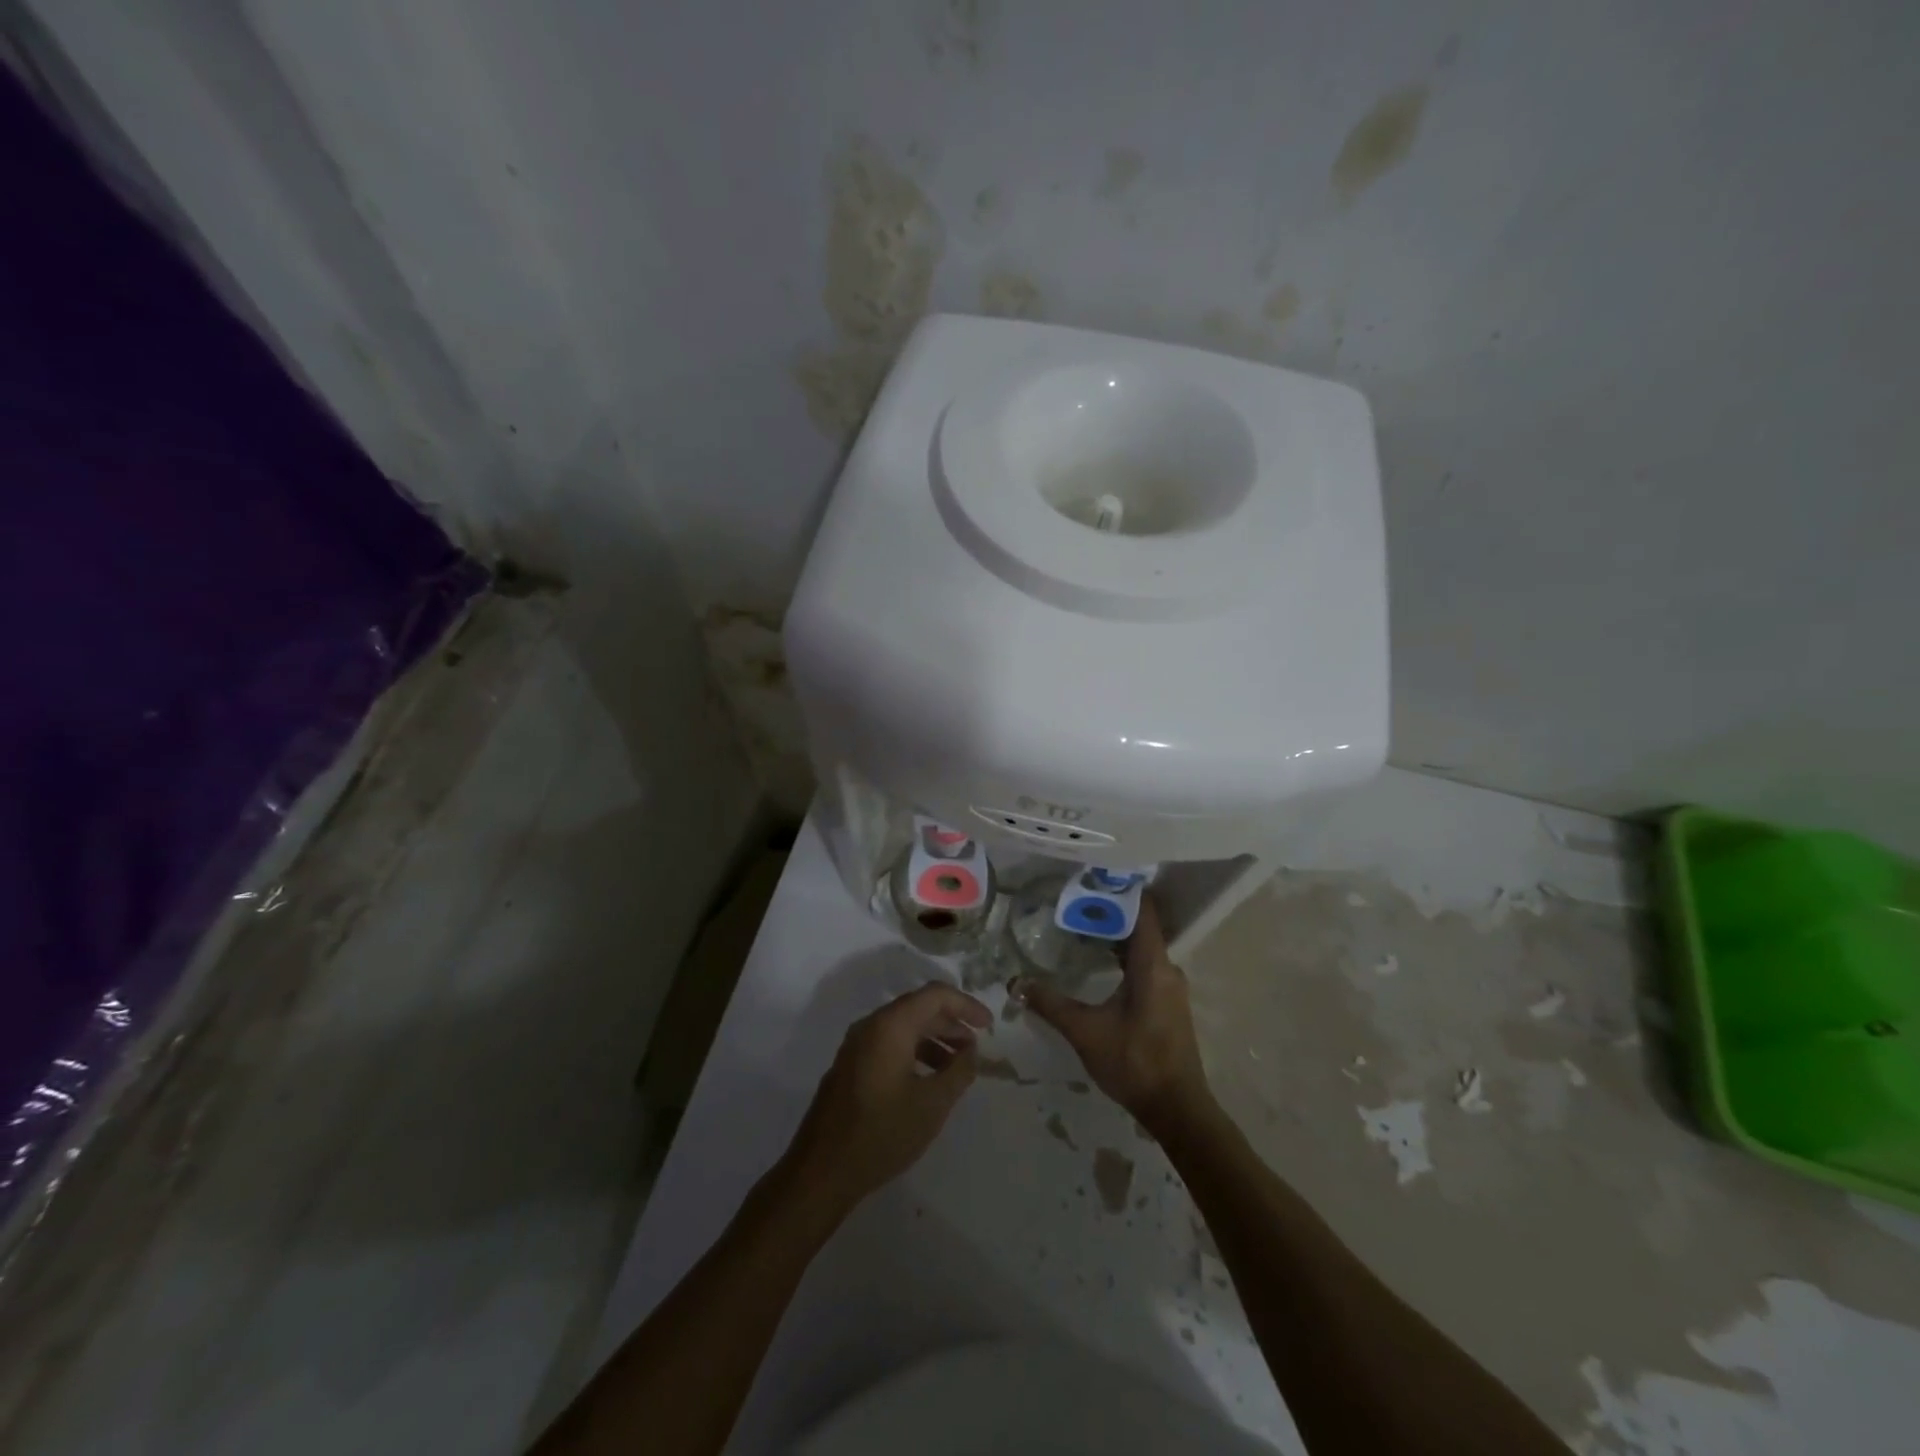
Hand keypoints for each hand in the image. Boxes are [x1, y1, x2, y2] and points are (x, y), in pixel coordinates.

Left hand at [783, 983, 991, 1212]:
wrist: (821, 1171)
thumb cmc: (881, 1133)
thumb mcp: (932, 1104)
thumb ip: (958, 1071)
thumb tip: (971, 1051)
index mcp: (889, 1026)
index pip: (935, 995)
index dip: (966, 1005)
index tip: (988, 1026)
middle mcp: (870, 1026)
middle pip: (918, 1008)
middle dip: (951, 1023)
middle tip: (976, 1048)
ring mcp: (856, 1046)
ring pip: (903, 1028)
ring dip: (933, 1040)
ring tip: (957, 1067)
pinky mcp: (850, 1066)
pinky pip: (888, 1044)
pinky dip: (914, 1052)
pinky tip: (928, 1080)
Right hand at [1015, 894, 1212, 1131]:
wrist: (1177, 1109)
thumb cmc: (1134, 1062)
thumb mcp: (1085, 1031)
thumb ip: (1051, 1004)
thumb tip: (1017, 982)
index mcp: (1153, 965)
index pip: (1143, 911)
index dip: (1121, 890)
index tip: (1094, 875)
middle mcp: (1167, 968)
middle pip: (1141, 926)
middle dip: (1110, 912)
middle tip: (1075, 900)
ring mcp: (1171, 987)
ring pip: (1143, 948)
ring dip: (1116, 936)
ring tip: (1081, 926)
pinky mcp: (1169, 1003)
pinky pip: (1146, 965)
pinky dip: (1124, 956)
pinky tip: (1100, 963)